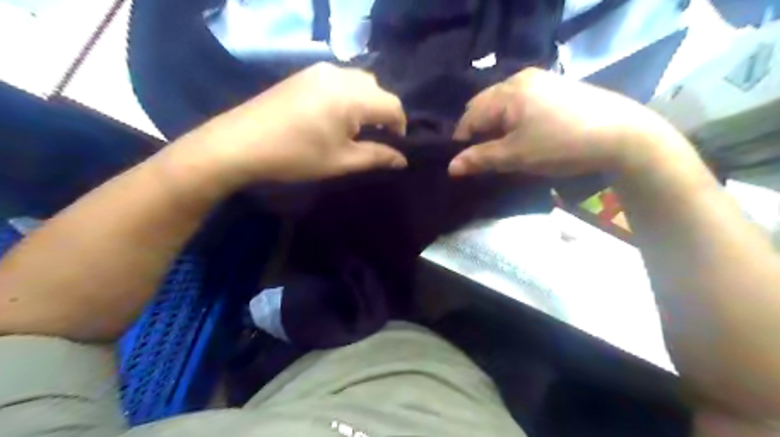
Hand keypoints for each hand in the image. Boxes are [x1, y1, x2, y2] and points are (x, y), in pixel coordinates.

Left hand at [170, 62, 408, 188]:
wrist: (240, 143)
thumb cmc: (296, 156)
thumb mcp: (341, 161)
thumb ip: (376, 157)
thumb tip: (402, 160)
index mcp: (352, 96)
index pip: (392, 105)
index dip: (400, 126)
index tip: (394, 145)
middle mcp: (340, 75)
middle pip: (377, 88)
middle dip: (383, 113)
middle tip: (374, 138)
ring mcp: (319, 70)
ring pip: (359, 81)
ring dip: (366, 102)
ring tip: (354, 127)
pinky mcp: (305, 73)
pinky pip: (340, 79)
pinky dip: (348, 95)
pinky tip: (334, 115)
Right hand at [448, 68, 680, 177]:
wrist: (622, 135)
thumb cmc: (561, 145)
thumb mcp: (516, 156)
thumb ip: (481, 159)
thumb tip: (451, 167)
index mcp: (507, 91)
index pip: (470, 115)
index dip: (462, 140)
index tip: (465, 161)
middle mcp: (521, 78)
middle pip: (485, 104)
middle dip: (478, 129)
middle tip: (483, 154)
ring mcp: (541, 80)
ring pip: (503, 102)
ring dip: (496, 124)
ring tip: (502, 146)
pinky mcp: (555, 87)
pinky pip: (521, 101)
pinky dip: (513, 117)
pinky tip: (524, 132)